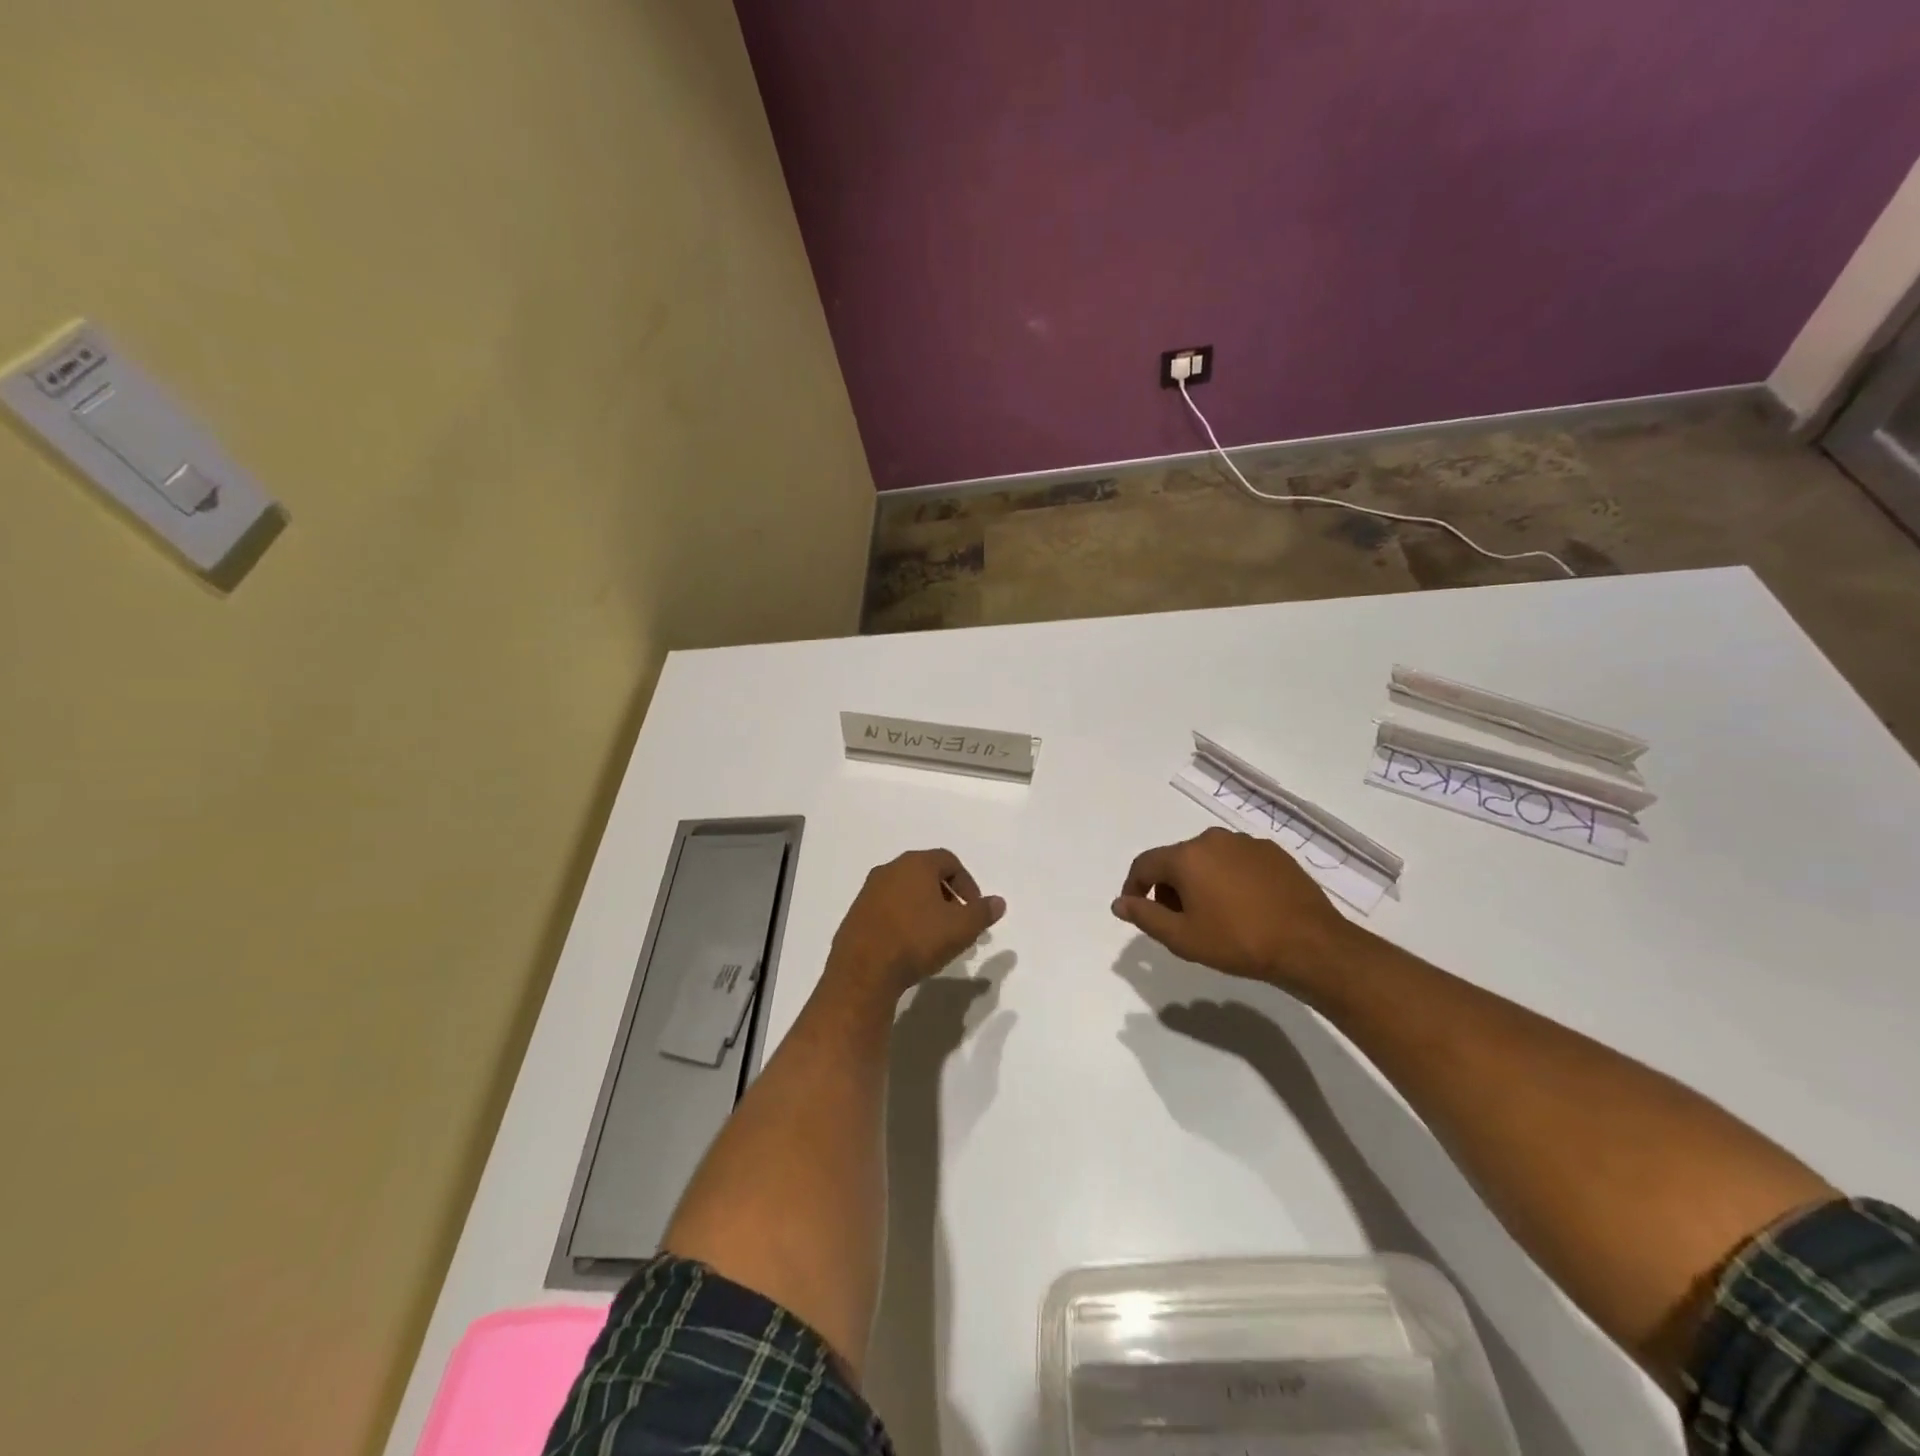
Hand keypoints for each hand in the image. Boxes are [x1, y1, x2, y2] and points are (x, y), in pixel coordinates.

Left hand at [828, 849, 1004, 1001]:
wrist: (863, 971)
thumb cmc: (917, 940)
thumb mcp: (961, 928)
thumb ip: (982, 912)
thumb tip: (998, 902)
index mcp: (915, 864)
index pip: (949, 861)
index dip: (968, 884)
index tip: (974, 910)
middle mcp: (889, 870)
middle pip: (926, 875)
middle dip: (948, 897)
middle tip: (959, 924)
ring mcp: (869, 892)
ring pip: (906, 893)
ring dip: (925, 910)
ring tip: (936, 939)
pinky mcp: (856, 914)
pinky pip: (888, 909)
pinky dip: (904, 920)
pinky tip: (909, 946)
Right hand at [1111, 827, 1363, 991]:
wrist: (1310, 945)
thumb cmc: (1238, 941)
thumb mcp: (1182, 938)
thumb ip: (1145, 916)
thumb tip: (1119, 903)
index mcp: (1186, 856)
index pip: (1144, 864)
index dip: (1133, 887)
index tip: (1136, 911)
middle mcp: (1213, 839)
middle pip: (1176, 860)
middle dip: (1168, 888)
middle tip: (1177, 921)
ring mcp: (1246, 843)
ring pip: (1207, 859)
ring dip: (1199, 882)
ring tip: (1211, 916)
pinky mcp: (1273, 853)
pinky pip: (1236, 861)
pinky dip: (1228, 879)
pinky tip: (1242, 907)